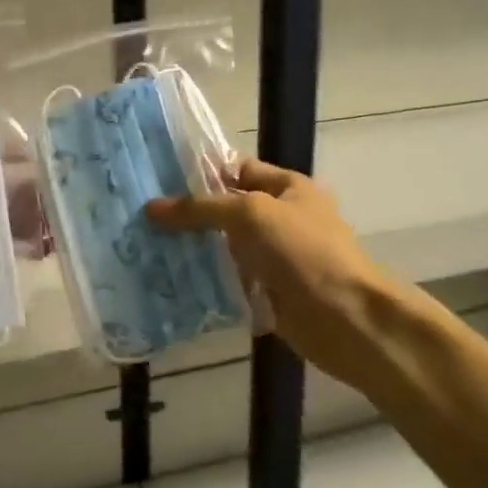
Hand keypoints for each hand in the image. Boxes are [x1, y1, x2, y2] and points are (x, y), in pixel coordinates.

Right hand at [146, 159, 404, 370]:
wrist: (345, 318)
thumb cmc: (303, 251)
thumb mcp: (250, 214)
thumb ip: (200, 208)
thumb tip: (150, 208)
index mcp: (287, 187)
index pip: (237, 169)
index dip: (201, 170)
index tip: (157, 177)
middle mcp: (281, 218)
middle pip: (226, 209)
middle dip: (188, 213)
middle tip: (142, 214)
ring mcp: (274, 257)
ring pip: (224, 247)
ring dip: (192, 249)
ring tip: (145, 245)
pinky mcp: (266, 291)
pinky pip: (228, 280)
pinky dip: (204, 280)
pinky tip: (168, 279)